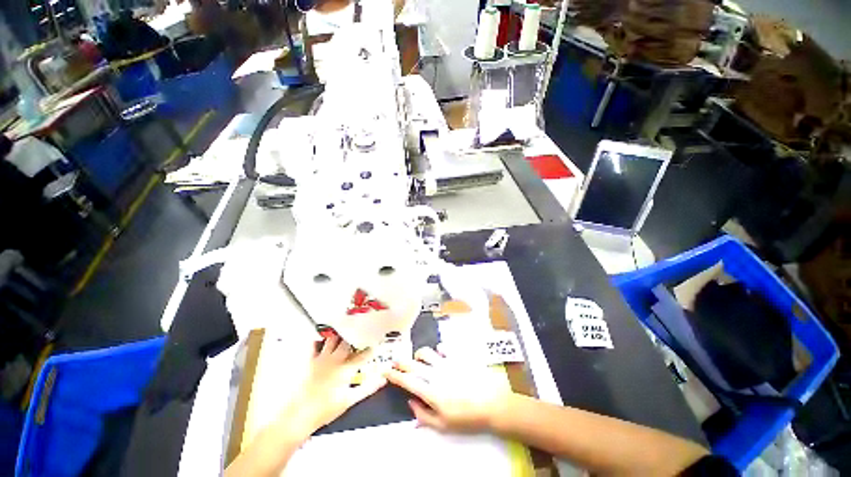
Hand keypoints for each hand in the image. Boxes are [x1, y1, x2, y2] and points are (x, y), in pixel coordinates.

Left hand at [278, 335, 386, 438]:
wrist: (298, 416)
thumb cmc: (325, 409)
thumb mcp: (349, 400)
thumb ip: (367, 388)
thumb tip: (382, 380)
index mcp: (346, 369)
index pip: (363, 355)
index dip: (371, 349)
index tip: (375, 344)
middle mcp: (335, 360)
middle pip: (348, 342)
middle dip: (355, 337)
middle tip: (360, 333)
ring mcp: (321, 360)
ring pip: (333, 340)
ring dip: (339, 335)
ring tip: (344, 330)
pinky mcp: (310, 362)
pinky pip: (314, 345)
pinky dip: (319, 340)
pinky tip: (321, 337)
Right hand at [385, 347, 513, 432]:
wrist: (491, 404)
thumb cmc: (467, 418)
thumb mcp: (443, 425)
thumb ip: (424, 415)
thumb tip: (411, 403)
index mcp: (430, 392)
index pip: (407, 381)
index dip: (394, 375)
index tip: (385, 371)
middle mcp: (435, 374)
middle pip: (413, 364)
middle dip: (401, 361)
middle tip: (395, 361)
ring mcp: (446, 363)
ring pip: (426, 352)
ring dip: (418, 355)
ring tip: (418, 359)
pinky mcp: (457, 357)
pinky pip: (443, 347)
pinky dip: (437, 350)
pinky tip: (439, 355)